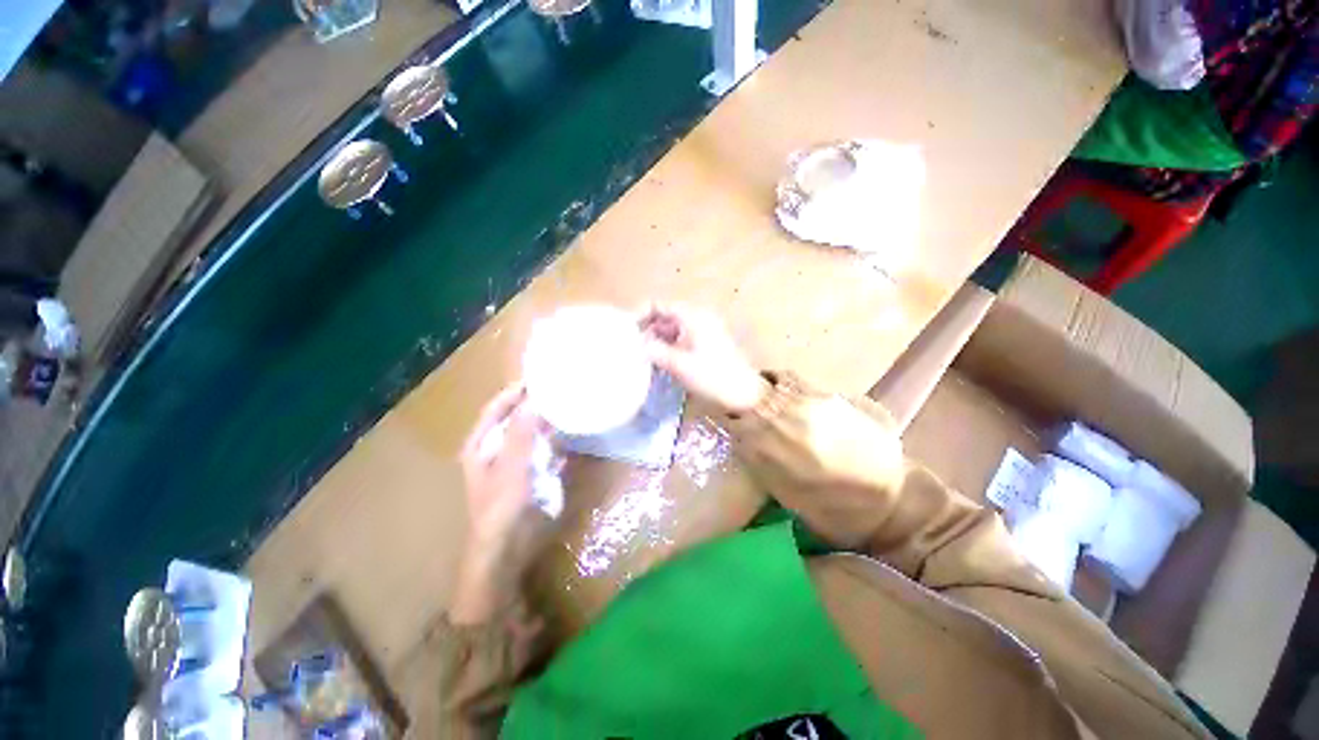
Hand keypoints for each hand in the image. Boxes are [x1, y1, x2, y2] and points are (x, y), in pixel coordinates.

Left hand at [452, 383, 548, 622]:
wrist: (505, 550)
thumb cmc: (500, 507)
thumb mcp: (510, 467)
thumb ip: (521, 433)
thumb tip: (532, 400)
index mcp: (480, 445)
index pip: (496, 408)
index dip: (514, 392)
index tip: (538, 377)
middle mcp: (494, 449)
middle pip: (514, 419)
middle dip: (534, 405)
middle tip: (559, 389)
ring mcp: (512, 462)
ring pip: (530, 434)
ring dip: (546, 422)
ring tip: (568, 406)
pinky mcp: (528, 474)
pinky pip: (541, 451)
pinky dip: (553, 442)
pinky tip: (569, 435)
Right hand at [640, 305, 767, 414]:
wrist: (744, 394)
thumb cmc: (712, 376)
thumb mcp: (680, 365)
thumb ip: (656, 351)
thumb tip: (638, 344)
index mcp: (693, 317)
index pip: (660, 305)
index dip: (641, 314)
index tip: (627, 331)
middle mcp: (698, 318)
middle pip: (665, 316)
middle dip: (648, 329)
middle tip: (633, 347)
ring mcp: (703, 331)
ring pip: (672, 328)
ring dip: (657, 339)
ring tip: (643, 356)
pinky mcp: (705, 344)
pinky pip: (681, 338)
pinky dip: (668, 346)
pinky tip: (659, 361)